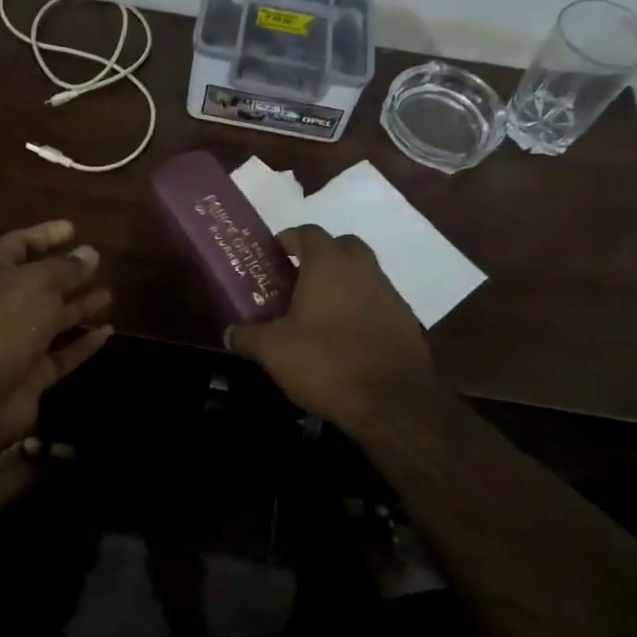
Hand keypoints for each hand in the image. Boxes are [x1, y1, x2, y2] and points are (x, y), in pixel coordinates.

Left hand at [0, 220, 113, 447]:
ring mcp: (15, 340)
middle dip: (67, 273)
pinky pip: (61, 352)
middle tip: (98, 262)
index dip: (45, 234)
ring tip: (110, 295)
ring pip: (52, 318)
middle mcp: (0, 303)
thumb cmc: (4, 322)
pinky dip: (83, 343)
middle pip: (37, 282)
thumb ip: (66, 268)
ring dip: (79, 306)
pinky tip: (108, 332)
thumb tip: (90, 253)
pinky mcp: (30, 372)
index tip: (74, 229)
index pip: (18, 244)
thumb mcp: (38, 283)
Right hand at [225, 224, 437, 431]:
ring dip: (344, 282)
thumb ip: (247, 335)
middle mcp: (363, 270)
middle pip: (343, 245)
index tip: (275, 255)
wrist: (393, 404)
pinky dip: (362, 308)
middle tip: (299, 278)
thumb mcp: (273, 351)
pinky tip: (347, 335)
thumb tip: (229, 332)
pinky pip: (378, 302)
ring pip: (364, 273)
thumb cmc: (326, 363)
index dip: (289, 239)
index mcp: (328, 265)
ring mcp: (390, 294)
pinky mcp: (406, 321)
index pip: (308, 232)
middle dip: (322, 254)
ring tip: (321, 310)